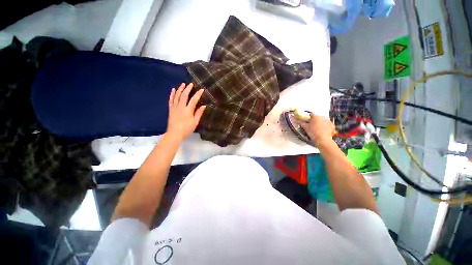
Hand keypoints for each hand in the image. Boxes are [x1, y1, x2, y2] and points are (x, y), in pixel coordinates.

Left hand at [167, 83, 205, 141]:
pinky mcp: (170, 109)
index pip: (194, 100)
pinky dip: (172, 94)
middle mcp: (181, 106)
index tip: (201, 89)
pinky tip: (173, 90)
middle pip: (184, 95)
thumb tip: (204, 106)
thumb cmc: (186, 129)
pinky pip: (171, 99)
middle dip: (188, 88)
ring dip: (180, 89)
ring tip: (183, 84)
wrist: (174, 134)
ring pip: (177, 96)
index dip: (198, 94)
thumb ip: (199, 113)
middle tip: (191, 84)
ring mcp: (174, 107)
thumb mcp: (195, 122)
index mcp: (188, 110)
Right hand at [300, 114, 336, 146]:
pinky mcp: (332, 126)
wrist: (323, 139)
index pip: (311, 114)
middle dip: (315, 120)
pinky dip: (326, 127)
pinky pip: (328, 125)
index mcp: (316, 116)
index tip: (308, 119)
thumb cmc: (314, 133)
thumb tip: (298, 121)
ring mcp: (328, 121)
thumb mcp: (306, 128)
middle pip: (318, 117)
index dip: (309, 117)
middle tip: (312, 125)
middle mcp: (323, 117)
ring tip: (317, 129)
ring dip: (320, 123)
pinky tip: (323, 130)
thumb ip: (302, 123)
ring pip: (323, 120)